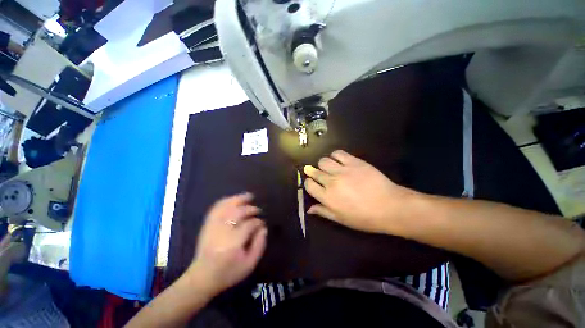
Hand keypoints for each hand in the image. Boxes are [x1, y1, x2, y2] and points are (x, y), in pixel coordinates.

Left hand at [188, 193, 266, 295]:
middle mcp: (222, 231)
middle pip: (238, 212)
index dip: (258, 222)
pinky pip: (216, 208)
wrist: (202, 277)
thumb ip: (259, 245)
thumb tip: (263, 228)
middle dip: (250, 209)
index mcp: (233, 243)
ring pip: (226, 206)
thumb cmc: (228, 273)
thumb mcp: (249, 264)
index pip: (249, 225)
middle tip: (258, 210)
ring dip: (238, 199)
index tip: (262, 224)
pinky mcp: (207, 225)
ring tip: (248, 196)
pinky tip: (233, 200)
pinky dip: (225, 201)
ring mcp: (212, 227)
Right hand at [304, 150, 418, 234]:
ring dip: (324, 164)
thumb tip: (309, 208)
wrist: (390, 206)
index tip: (314, 184)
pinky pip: (338, 153)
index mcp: (327, 197)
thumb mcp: (341, 219)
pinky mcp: (354, 162)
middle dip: (314, 173)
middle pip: (315, 171)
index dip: (309, 183)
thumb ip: (323, 212)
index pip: (309, 184)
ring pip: (323, 161)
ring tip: (331, 168)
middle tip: (322, 176)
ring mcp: (342, 170)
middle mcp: (331, 182)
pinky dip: (335, 156)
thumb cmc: (364, 217)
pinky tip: (339, 161)